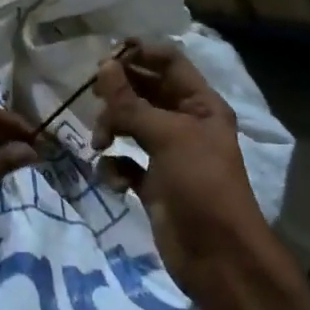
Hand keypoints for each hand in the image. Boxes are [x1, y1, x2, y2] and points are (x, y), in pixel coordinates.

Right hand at [93, 42, 274, 296]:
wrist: (217, 256)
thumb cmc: (201, 185)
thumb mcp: (168, 137)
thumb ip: (132, 103)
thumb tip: (103, 66)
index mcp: (201, 105)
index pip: (169, 63)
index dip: (140, 53)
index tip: (104, 56)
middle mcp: (185, 123)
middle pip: (146, 92)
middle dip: (119, 92)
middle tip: (92, 96)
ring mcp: (168, 154)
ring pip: (131, 125)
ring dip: (112, 128)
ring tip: (100, 143)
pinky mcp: (152, 183)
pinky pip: (125, 162)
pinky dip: (114, 166)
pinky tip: (113, 179)